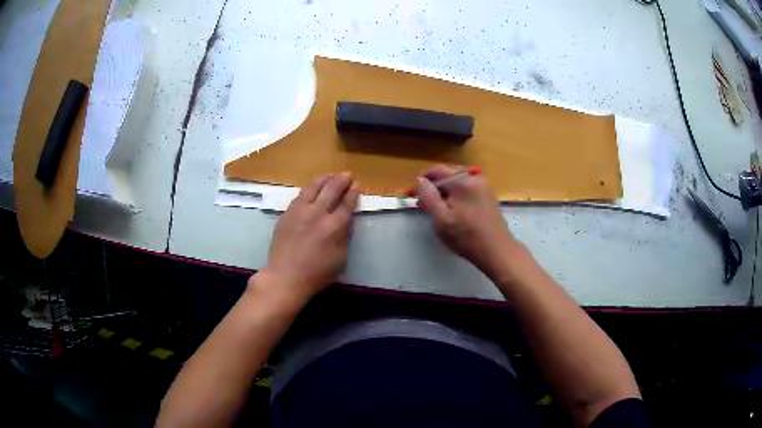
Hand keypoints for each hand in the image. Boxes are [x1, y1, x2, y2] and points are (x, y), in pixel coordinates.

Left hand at [251, 173, 359, 305]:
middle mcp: (318, 214)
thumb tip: (346, 221)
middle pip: (332, 190)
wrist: (286, 276)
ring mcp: (300, 211)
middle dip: (341, 181)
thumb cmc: (317, 273)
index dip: (353, 193)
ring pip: (314, 187)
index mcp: (334, 227)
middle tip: (347, 175)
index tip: (357, 185)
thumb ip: (344, 237)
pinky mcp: (287, 213)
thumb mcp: (340, 259)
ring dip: (325, 179)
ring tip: (331, 175)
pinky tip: (312, 187)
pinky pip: (300, 195)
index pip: (346, 204)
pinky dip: (310, 188)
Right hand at [414, 164, 518, 279]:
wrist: (497, 251)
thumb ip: (428, 197)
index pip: (437, 170)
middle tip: (422, 203)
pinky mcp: (489, 197)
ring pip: (458, 183)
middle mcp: (475, 178)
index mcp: (462, 181)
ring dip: (445, 192)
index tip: (412, 195)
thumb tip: (419, 180)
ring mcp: (484, 187)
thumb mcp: (441, 219)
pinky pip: (467, 190)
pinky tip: (453, 211)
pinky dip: (457, 196)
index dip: (422, 181)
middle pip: (448, 175)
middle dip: (433, 187)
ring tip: (436, 209)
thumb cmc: (466, 237)